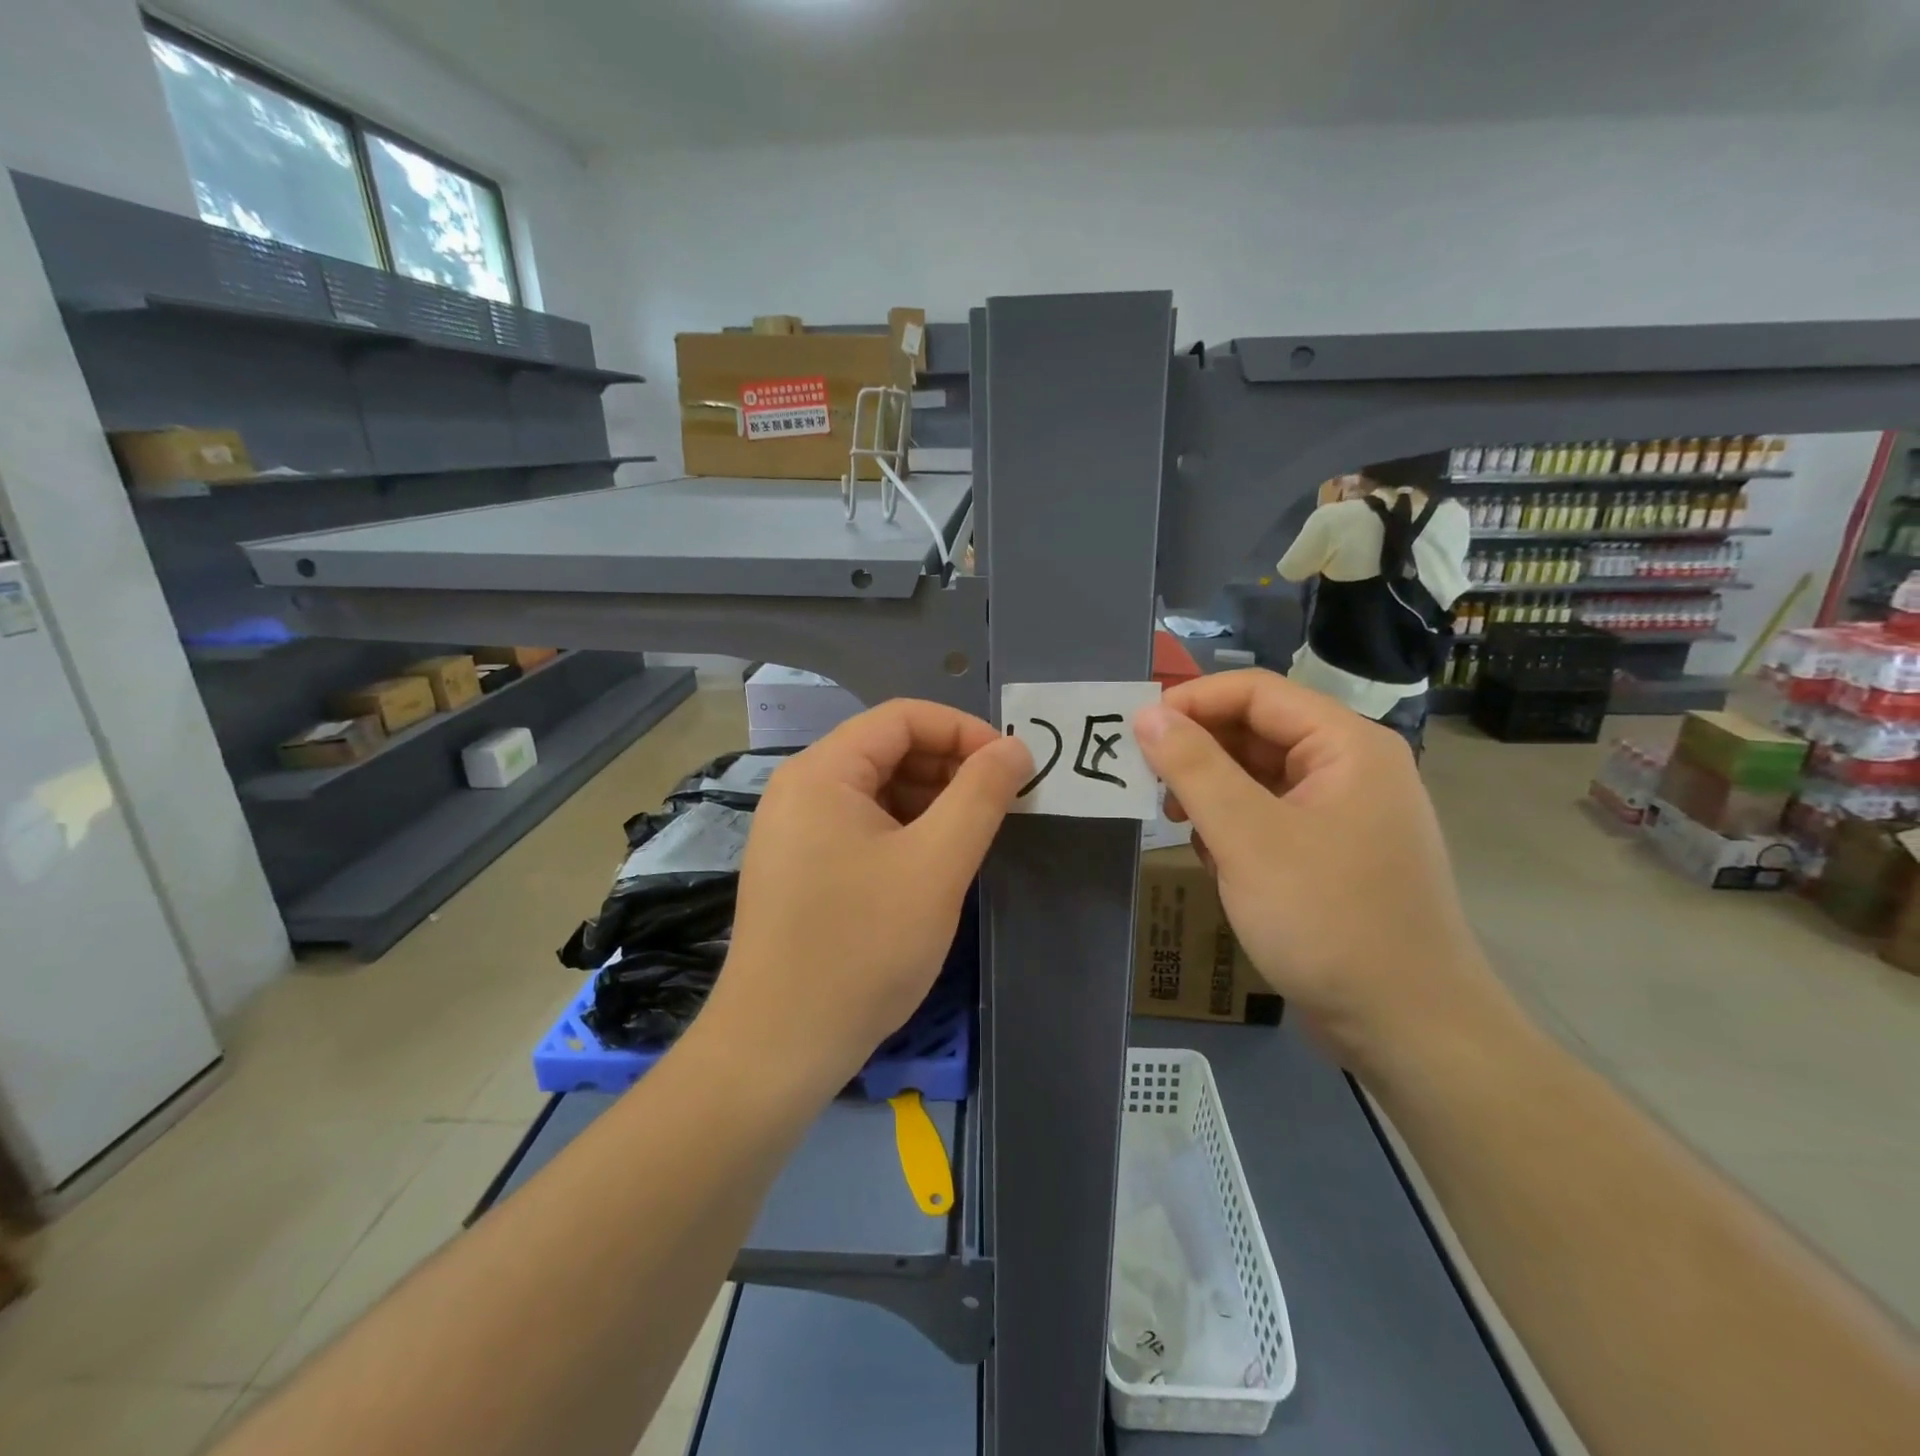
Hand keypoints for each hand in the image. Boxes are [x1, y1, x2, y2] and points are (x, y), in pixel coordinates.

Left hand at [705, 700, 1031, 1098]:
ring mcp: (795, 831)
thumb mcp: (936, 865)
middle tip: (1002, 805)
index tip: (1013, 767)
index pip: (903, 717)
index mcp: (822, 772)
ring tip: (975, 837)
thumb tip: (1016, 747)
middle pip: (888, 750)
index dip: (964, 731)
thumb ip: (981, 795)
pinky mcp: (800, 868)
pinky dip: (905, 832)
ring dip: (931, 802)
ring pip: (877, 792)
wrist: (779, 1046)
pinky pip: (861, 827)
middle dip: (950, 768)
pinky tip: (934, 865)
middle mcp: (800, 789)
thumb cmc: (862, 947)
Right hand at [1134, 670, 1501, 1077]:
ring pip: (1259, 776)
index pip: (1256, 692)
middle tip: (1145, 780)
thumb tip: (1147, 714)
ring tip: (1173, 821)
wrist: (1407, 1028)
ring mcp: (1344, 812)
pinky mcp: (1332, 853)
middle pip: (1258, 730)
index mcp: (1346, 745)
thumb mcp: (1248, 837)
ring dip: (1211, 791)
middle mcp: (1350, 767)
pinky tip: (1211, 857)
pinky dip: (1233, 826)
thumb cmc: (1328, 920)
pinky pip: (1270, 815)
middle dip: (1198, 751)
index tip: (1136, 730)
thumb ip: (1193, 768)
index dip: (1191, 701)